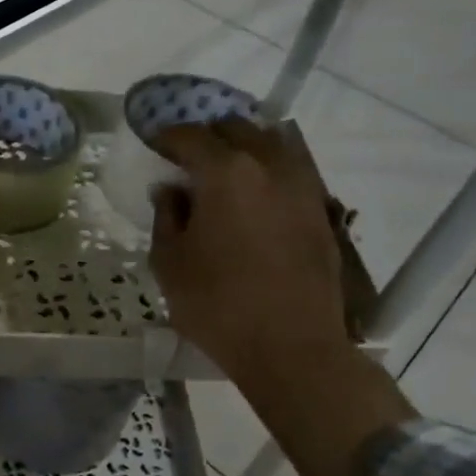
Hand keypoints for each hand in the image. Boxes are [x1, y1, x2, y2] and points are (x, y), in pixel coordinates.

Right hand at [148, 120, 349, 375]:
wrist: (291, 346)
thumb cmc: (217, 305)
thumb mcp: (169, 263)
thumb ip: (166, 217)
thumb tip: (171, 191)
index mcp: (226, 173)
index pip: (190, 137)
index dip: (167, 137)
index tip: (154, 146)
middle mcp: (268, 166)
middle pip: (236, 129)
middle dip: (208, 136)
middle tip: (188, 159)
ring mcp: (302, 186)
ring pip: (271, 144)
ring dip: (243, 149)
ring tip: (223, 173)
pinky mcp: (320, 211)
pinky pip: (291, 171)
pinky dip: (268, 172)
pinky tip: (254, 197)